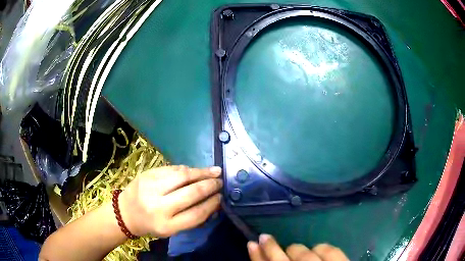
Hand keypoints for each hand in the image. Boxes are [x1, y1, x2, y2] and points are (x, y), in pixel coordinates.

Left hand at [118, 165, 222, 236]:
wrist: (125, 212)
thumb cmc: (152, 224)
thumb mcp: (172, 229)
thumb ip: (191, 218)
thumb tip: (213, 202)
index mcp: (167, 225)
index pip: (196, 213)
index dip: (212, 204)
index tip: (220, 197)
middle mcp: (158, 206)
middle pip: (191, 193)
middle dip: (209, 185)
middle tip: (220, 181)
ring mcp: (151, 187)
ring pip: (182, 176)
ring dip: (201, 172)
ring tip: (214, 171)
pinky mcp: (147, 174)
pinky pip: (172, 169)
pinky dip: (187, 169)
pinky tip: (195, 170)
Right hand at [248, 234, 348, 260]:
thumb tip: (262, 260)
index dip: (257, 258)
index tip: (251, 244)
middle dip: (272, 248)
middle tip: (265, 238)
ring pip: (304, 254)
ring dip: (296, 249)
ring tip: (293, 250)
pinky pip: (330, 250)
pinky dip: (321, 248)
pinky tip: (317, 250)